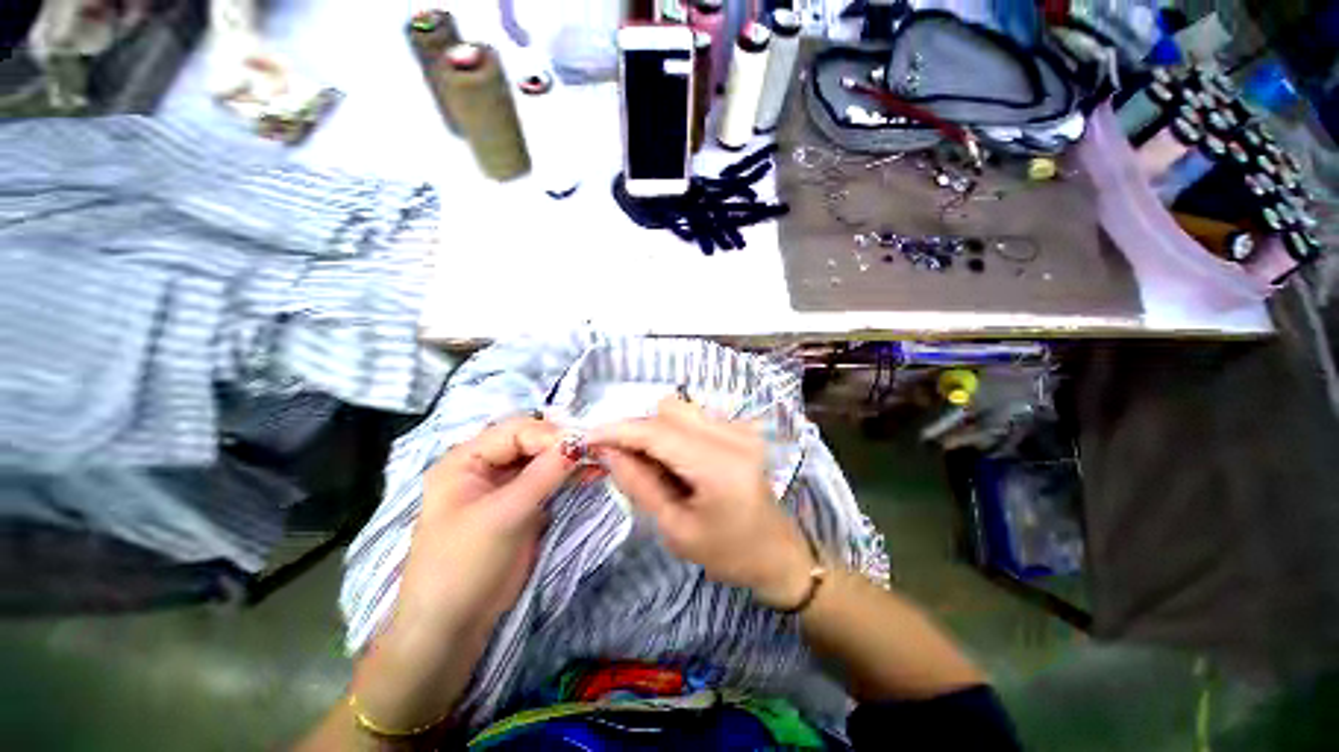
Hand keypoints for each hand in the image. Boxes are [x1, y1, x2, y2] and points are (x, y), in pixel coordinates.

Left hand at [395, 415, 574, 640]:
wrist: (453, 627)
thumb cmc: (465, 565)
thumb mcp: (504, 515)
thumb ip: (543, 474)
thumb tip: (578, 442)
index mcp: (466, 460)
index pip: (515, 431)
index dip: (549, 435)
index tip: (582, 446)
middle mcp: (484, 466)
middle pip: (530, 442)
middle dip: (562, 445)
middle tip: (594, 451)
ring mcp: (504, 486)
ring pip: (541, 461)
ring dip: (568, 460)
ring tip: (598, 461)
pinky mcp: (520, 505)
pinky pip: (546, 481)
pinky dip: (567, 478)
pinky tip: (589, 475)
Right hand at [590, 397, 816, 609]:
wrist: (776, 553)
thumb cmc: (727, 553)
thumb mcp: (676, 529)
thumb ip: (639, 484)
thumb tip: (607, 451)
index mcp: (720, 466)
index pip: (658, 432)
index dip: (618, 430)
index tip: (587, 435)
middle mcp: (734, 435)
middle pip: (668, 409)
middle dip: (639, 430)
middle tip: (625, 460)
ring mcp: (741, 428)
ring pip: (681, 409)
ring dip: (657, 430)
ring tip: (656, 466)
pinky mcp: (741, 428)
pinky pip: (695, 416)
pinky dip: (675, 432)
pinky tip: (679, 461)